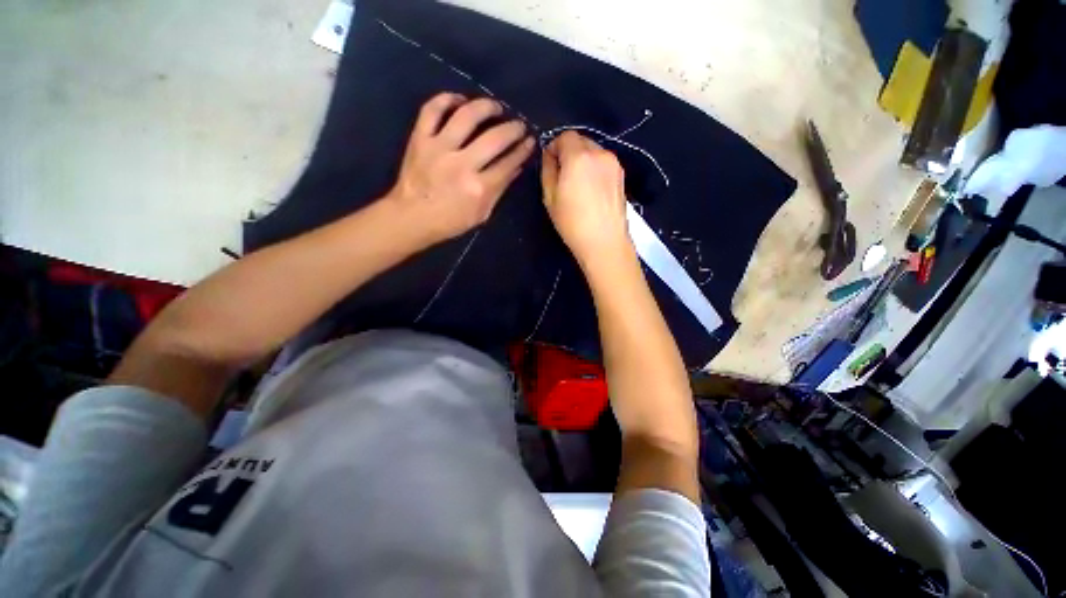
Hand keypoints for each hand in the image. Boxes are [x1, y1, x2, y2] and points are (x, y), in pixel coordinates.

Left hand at [387, 93, 534, 243]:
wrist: (411, 217)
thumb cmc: (450, 221)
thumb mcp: (481, 213)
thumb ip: (500, 189)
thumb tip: (517, 167)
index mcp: (479, 188)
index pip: (508, 163)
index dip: (523, 150)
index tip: (530, 141)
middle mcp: (462, 165)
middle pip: (495, 138)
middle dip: (513, 128)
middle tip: (519, 125)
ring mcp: (439, 148)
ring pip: (466, 115)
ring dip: (486, 106)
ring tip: (496, 107)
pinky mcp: (420, 138)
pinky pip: (433, 109)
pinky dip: (447, 99)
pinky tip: (461, 100)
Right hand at [541, 131, 632, 268]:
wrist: (604, 242)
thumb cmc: (572, 223)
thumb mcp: (550, 198)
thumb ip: (548, 170)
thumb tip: (550, 155)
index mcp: (579, 157)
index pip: (565, 136)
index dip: (555, 146)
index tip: (551, 163)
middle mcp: (599, 153)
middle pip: (581, 141)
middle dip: (569, 152)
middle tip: (563, 176)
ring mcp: (614, 164)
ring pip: (593, 151)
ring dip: (583, 160)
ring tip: (578, 185)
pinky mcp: (622, 175)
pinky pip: (603, 163)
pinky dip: (594, 169)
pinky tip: (591, 190)